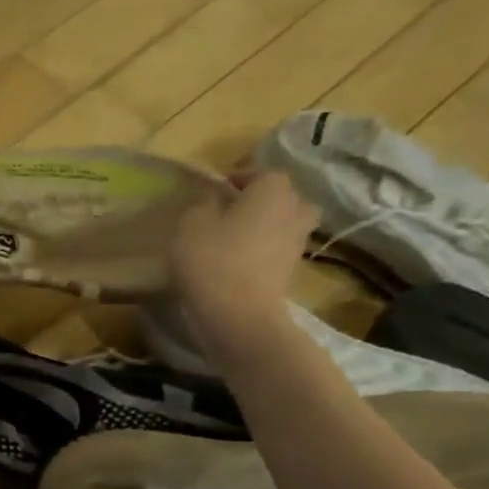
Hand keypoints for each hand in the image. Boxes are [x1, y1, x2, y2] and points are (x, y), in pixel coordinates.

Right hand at [169, 171, 318, 360]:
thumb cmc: (212, 260)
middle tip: (229, 210)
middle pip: (282, 197)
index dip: (239, 177)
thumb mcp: (191, 223)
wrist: (238, 315)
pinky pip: (278, 248)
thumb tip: (214, 197)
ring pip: (283, 223)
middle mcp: (294, 211)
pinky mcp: (291, 270)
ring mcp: (297, 243)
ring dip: (264, 225)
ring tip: (233, 236)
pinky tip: (237, 259)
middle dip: (260, 200)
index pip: (263, 172)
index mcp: (273, 192)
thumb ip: (203, 202)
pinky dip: (263, 249)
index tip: (215, 190)